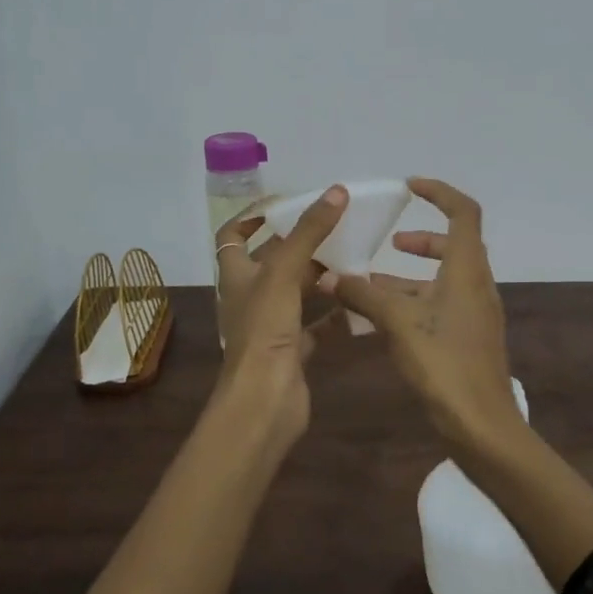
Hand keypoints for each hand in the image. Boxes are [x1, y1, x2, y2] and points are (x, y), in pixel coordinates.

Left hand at [211, 185, 347, 453]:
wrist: (264, 401)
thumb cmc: (264, 331)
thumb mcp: (283, 273)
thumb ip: (308, 233)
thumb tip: (336, 192)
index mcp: (236, 275)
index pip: (233, 236)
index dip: (252, 216)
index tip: (285, 203)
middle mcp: (250, 297)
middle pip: (272, 261)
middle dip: (299, 243)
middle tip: (334, 225)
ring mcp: (270, 326)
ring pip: (296, 292)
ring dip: (319, 275)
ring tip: (352, 256)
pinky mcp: (292, 350)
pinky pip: (316, 325)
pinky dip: (335, 313)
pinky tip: (359, 300)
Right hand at [317, 177, 523, 450]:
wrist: (481, 425)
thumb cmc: (443, 363)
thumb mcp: (398, 323)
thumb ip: (363, 294)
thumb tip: (329, 276)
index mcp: (467, 270)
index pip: (464, 212)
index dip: (439, 192)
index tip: (409, 187)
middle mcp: (476, 285)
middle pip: (454, 245)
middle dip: (421, 239)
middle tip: (390, 242)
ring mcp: (475, 314)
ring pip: (444, 279)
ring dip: (410, 276)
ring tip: (370, 283)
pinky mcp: (468, 338)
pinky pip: (440, 305)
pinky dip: (414, 301)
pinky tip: (382, 319)